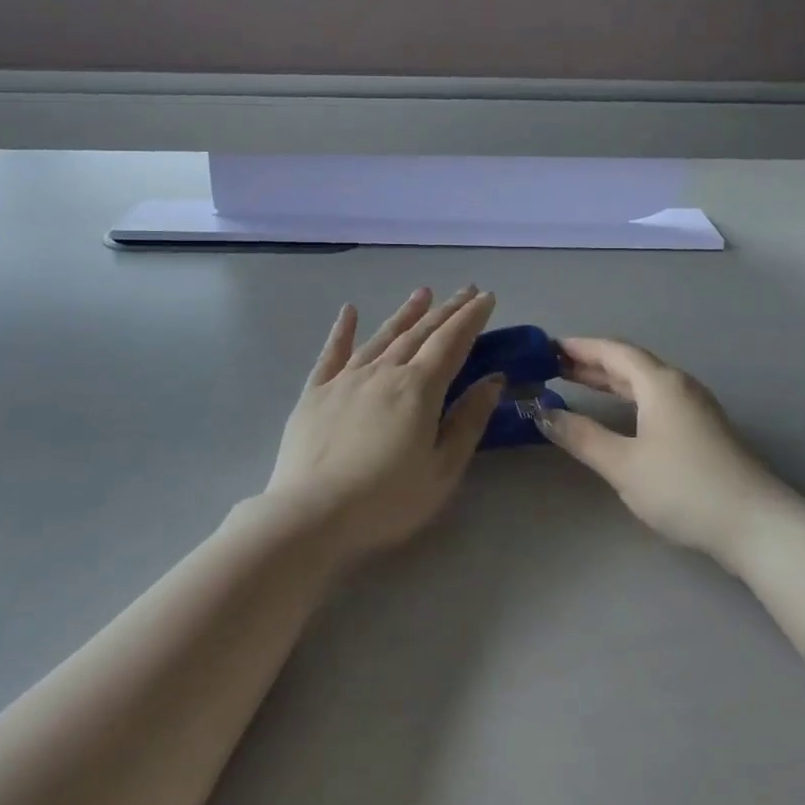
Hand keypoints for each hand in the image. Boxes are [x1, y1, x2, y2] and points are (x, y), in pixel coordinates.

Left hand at [262, 287, 503, 560]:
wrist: (311, 514)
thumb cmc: (386, 499)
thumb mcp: (442, 469)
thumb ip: (468, 421)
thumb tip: (493, 380)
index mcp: (418, 389)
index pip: (452, 342)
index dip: (471, 318)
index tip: (486, 297)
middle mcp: (383, 372)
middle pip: (420, 333)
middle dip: (446, 310)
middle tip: (465, 290)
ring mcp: (345, 379)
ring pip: (382, 336)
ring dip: (405, 313)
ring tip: (422, 293)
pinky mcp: (315, 392)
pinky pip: (332, 353)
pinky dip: (342, 330)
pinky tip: (349, 310)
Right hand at [537, 337, 791, 562]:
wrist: (755, 525)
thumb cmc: (684, 488)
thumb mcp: (623, 464)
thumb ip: (581, 436)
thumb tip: (543, 413)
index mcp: (661, 384)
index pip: (613, 351)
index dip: (579, 347)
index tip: (545, 349)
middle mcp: (679, 386)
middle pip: (629, 364)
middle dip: (590, 363)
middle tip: (552, 367)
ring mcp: (695, 408)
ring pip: (643, 383)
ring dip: (609, 381)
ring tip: (575, 384)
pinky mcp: (702, 430)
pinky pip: (655, 400)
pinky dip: (627, 398)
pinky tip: (617, 414)